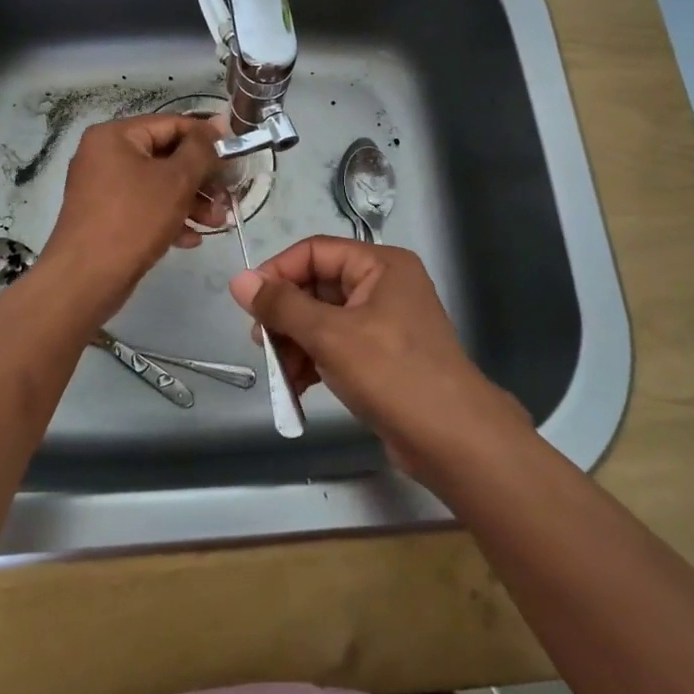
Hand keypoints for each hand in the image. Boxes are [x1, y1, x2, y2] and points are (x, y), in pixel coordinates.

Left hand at [40, 114, 221, 315]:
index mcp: (115, 136)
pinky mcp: (105, 216)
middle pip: (165, 156)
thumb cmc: (133, 219)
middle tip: (228, 198)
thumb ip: (201, 150)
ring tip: (217, 223)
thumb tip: (218, 124)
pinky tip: (192, 238)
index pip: (171, 125)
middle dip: (201, 179)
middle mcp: (105, 155)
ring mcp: (103, 188)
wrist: (85, 279)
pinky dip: (169, 217)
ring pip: (157, 185)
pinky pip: (144, 207)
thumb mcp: (176, 180)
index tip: (235, 157)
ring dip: (191, 202)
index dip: (207, 139)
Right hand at [229, 237, 512, 477]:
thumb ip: (282, 306)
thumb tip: (238, 280)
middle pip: (317, 286)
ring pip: (324, 319)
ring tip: (279, 372)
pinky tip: (298, 387)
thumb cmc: (391, 373)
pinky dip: (315, 361)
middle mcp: (384, 285)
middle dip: (286, 315)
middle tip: (260, 342)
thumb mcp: (329, 334)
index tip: (248, 303)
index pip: (315, 252)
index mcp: (380, 265)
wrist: (454, 441)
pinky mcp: (384, 357)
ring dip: (296, 343)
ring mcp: (386, 322)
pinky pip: (338, 346)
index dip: (278, 272)